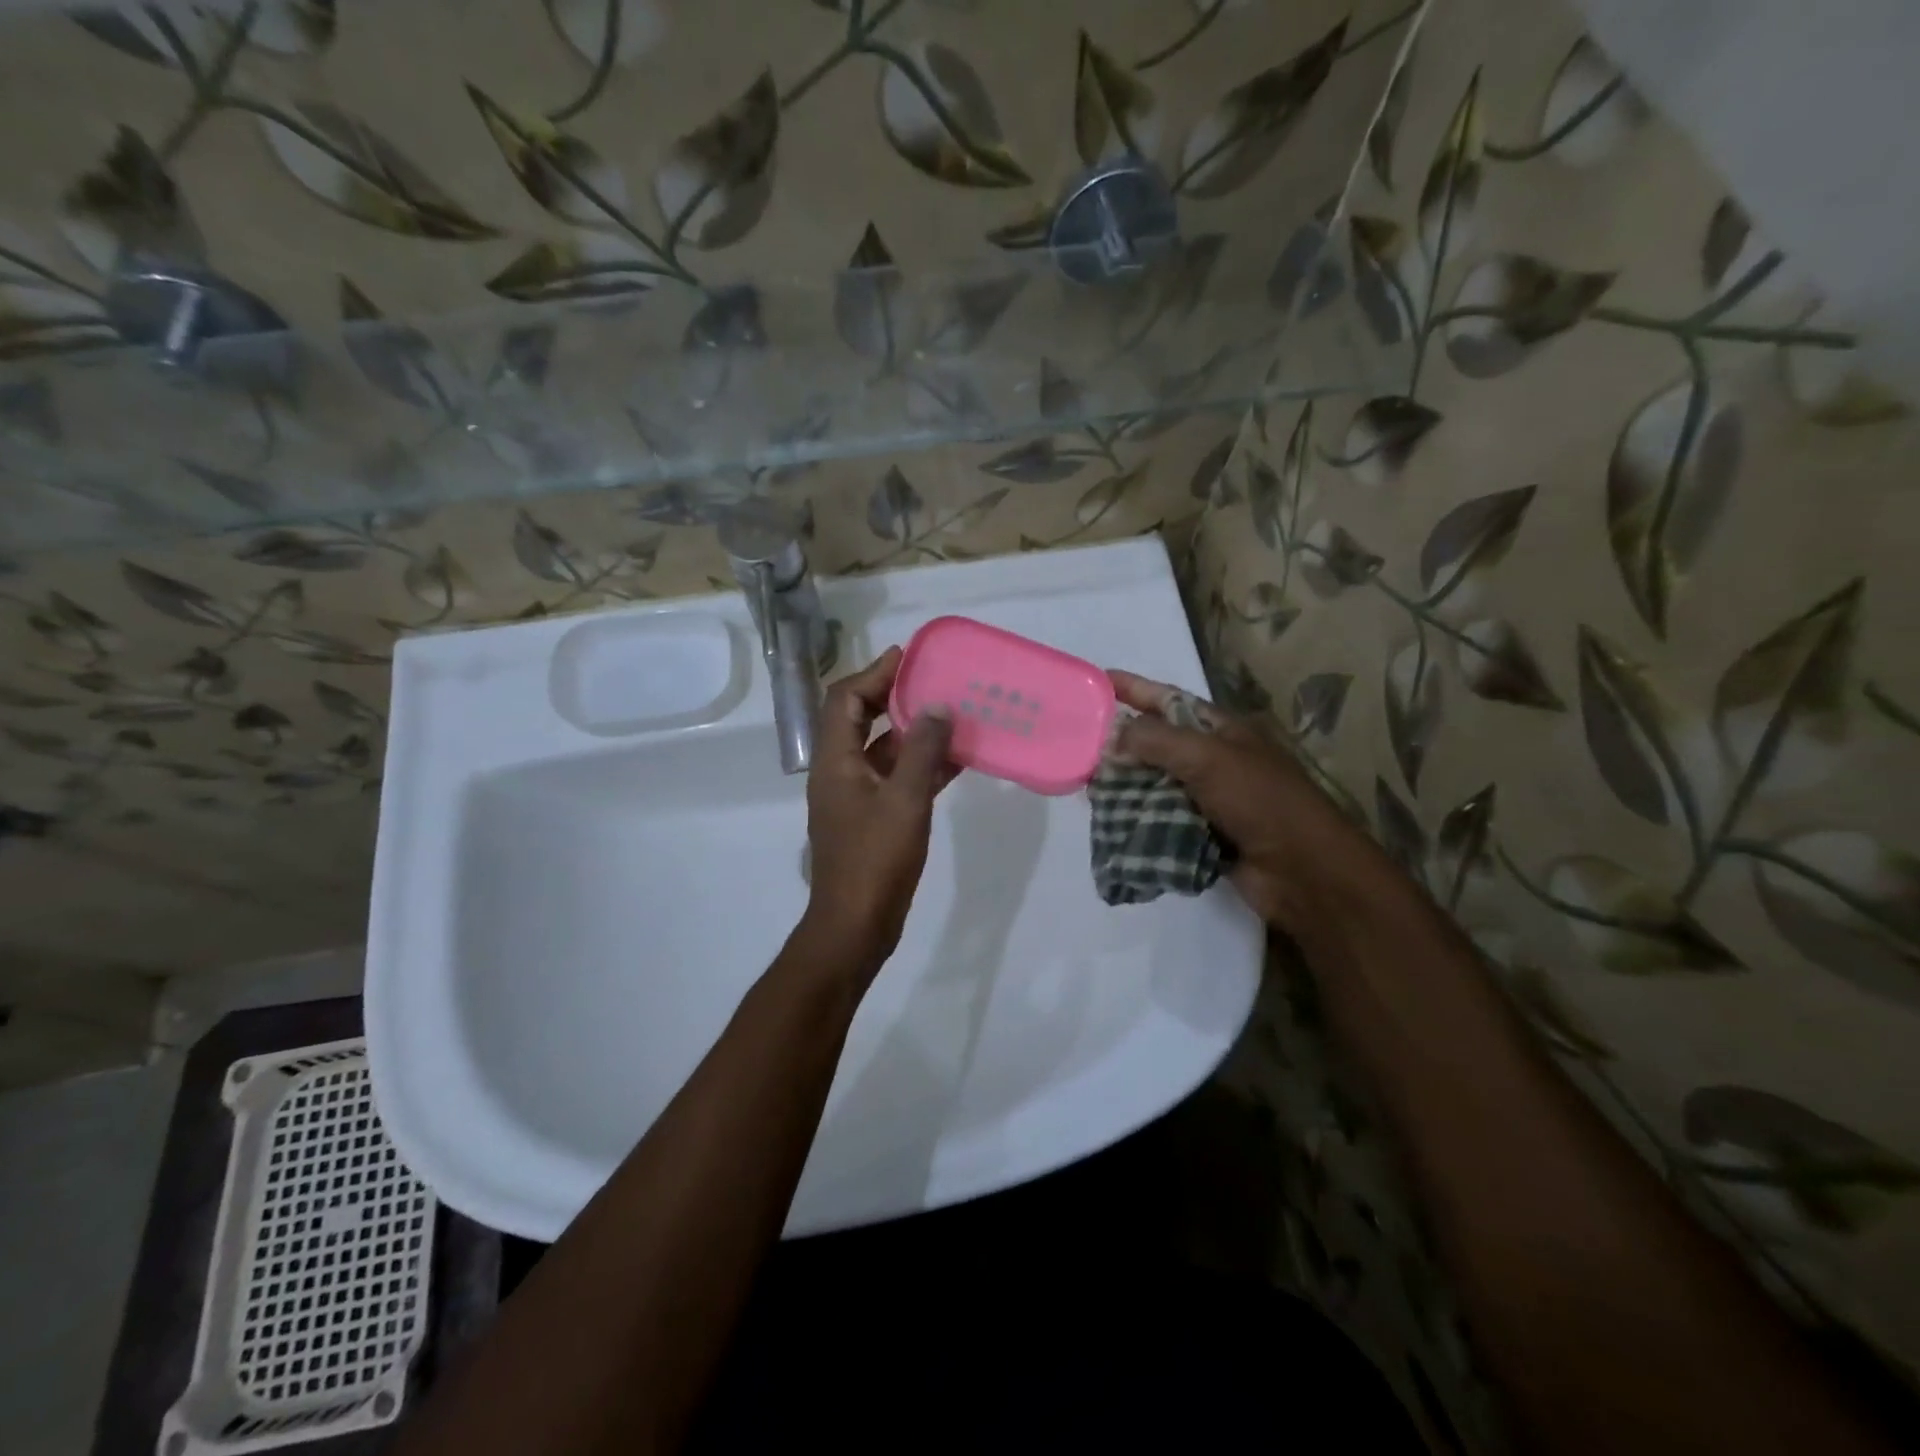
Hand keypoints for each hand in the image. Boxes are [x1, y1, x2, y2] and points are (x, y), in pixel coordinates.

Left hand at [800, 647, 956, 975]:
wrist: (855, 925)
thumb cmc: (875, 860)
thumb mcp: (905, 800)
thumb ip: (922, 751)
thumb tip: (937, 706)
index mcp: (835, 761)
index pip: (845, 700)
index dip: (874, 673)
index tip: (909, 658)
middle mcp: (838, 772)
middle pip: (861, 720)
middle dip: (894, 697)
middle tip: (933, 681)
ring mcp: (854, 798)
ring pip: (881, 750)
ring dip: (912, 733)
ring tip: (951, 715)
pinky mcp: (871, 819)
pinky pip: (894, 779)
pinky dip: (919, 765)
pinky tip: (954, 760)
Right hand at [1108, 670, 1396, 936]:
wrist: (1304, 873)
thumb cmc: (1261, 802)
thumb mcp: (1208, 759)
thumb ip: (1156, 742)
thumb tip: (1110, 737)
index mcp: (1223, 731)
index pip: (1169, 701)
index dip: (1134, 689)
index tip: (1097, 680)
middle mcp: (1214, 760)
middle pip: (1157, 744)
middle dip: (1121, 743)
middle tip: (1078, 742)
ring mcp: (1209, 799)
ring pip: (1155, 784)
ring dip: (1124, 785)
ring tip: (1085, 783)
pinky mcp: (1202, 835)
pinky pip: (1160, 820)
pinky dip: (1137, 819)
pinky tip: (1109, 819)